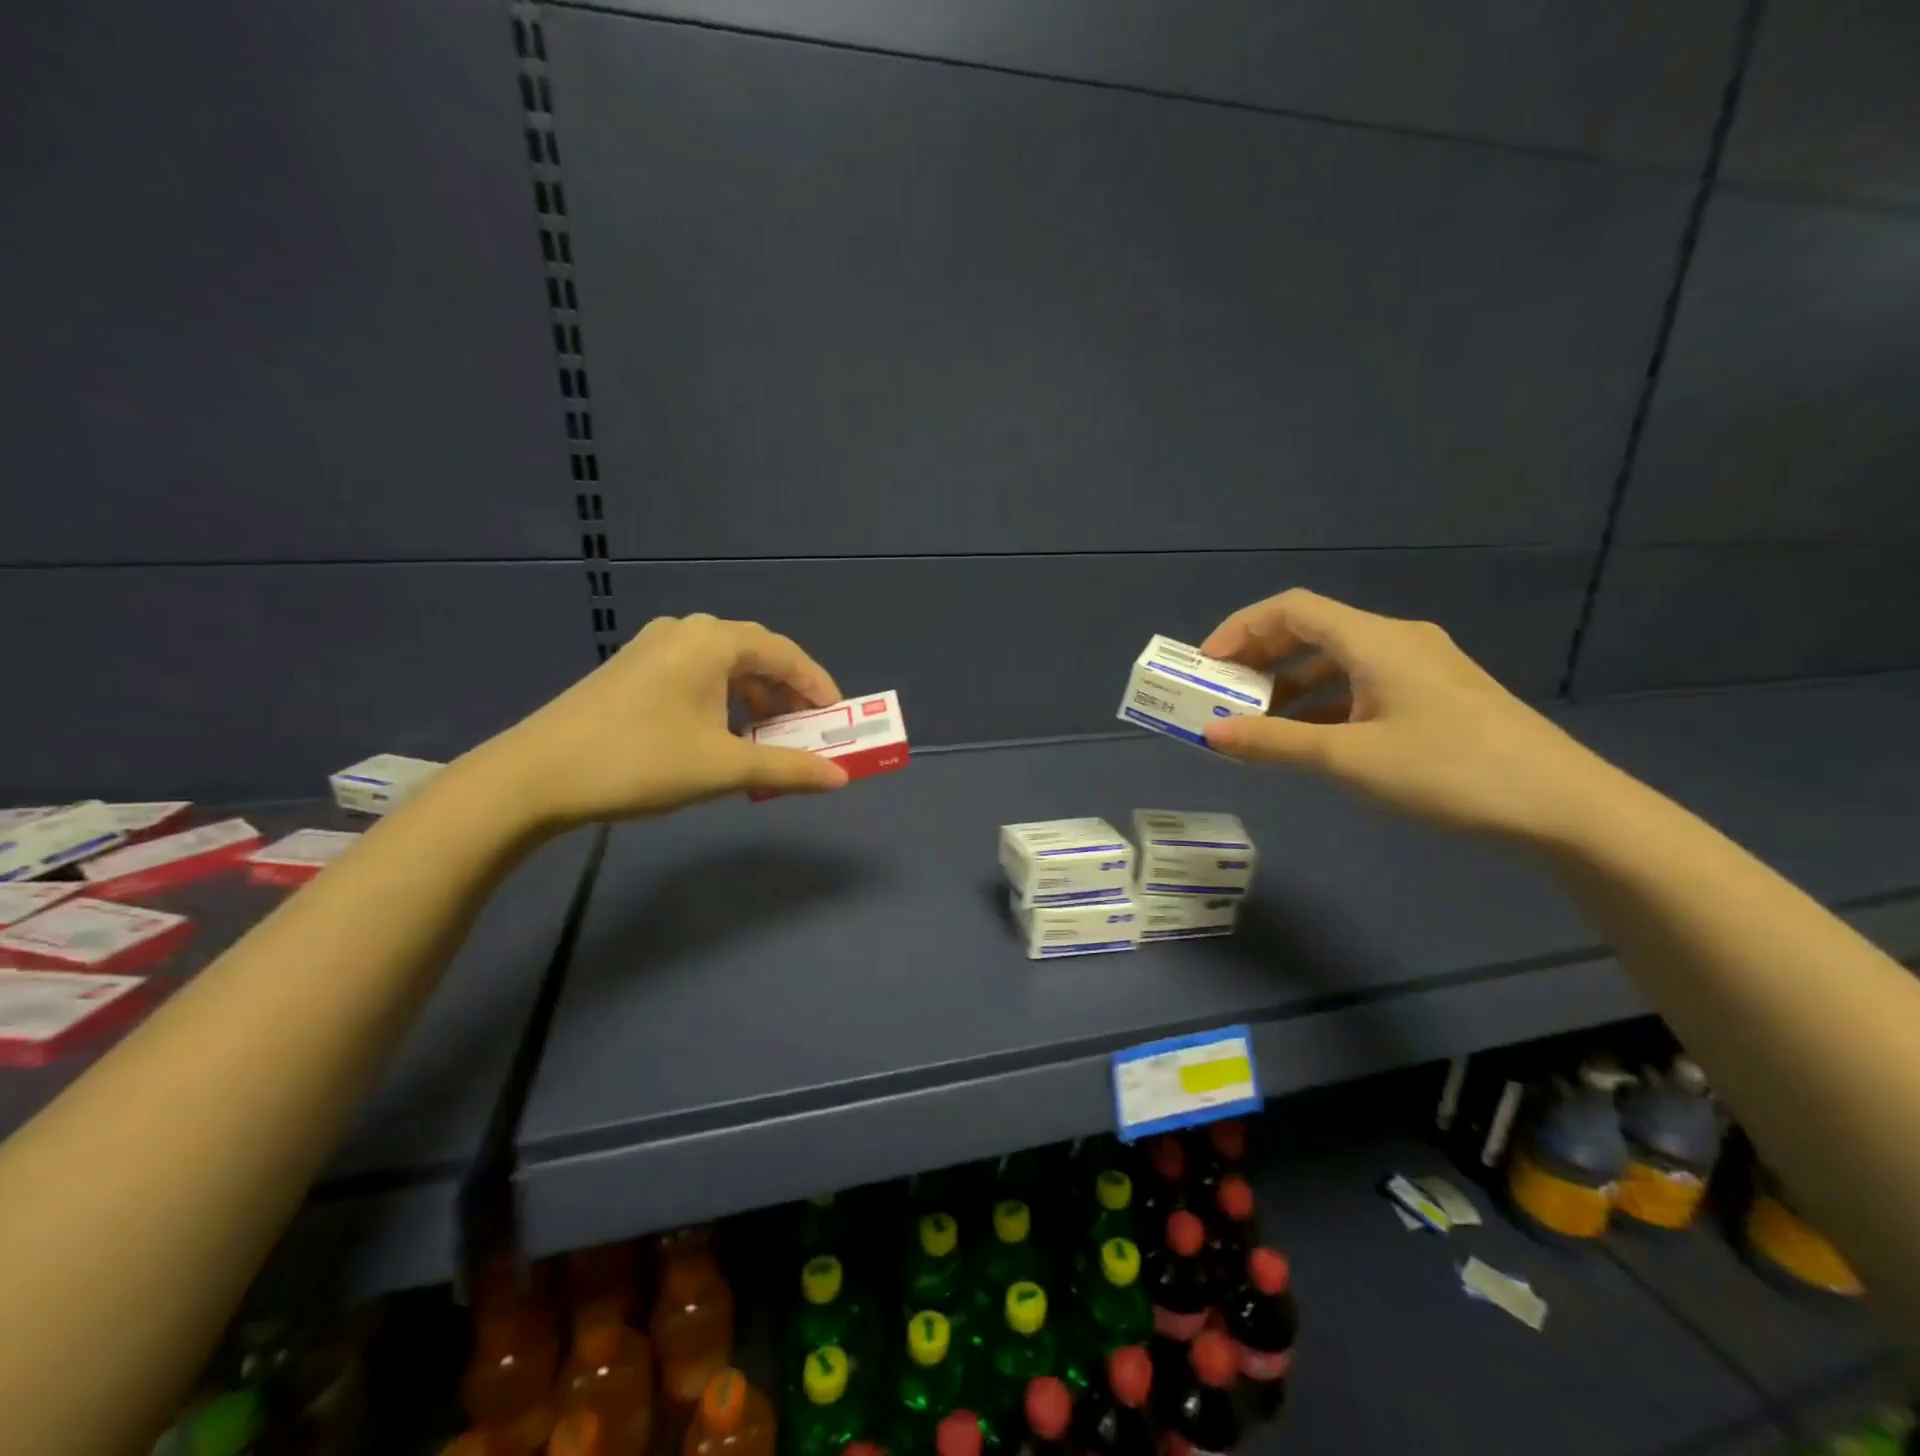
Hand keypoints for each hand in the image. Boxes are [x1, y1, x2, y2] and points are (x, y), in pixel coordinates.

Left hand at [472, 613, 848, 829]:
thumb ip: (788, 768)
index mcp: (713, 641)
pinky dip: (723, 701)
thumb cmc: (640, 761)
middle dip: (788, 694)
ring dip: (755, 699)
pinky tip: (720, 734)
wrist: (534, 776)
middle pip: (756, 655)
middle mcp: (687, 631)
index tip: (839, 719)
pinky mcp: (632, 669)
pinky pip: (697, 675)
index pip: (785, 654)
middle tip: (808, 730)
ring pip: (724, 667)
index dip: (818, 686)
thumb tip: (841, 778)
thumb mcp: (723, 767)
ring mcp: (654, 647)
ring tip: (767, 737)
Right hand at [1199, 589, 1622, 842]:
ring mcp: (1421, 668)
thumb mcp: (1349, 759)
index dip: (1241, 630)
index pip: (1292, 609)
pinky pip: (1361, 686)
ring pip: (1336, 662)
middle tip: (1223, 695)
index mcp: (1375, 640)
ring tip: (1257, 724)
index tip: (1207, 667)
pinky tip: (1310, 739)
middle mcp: (1396, 641)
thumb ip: (1274, 743)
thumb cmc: (1449, 771)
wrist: (1565, 808)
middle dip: (1259, 660)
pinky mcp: (1436, 696)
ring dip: (1290, 686)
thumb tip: (1210, 734)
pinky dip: (1323, 704)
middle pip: (1311, 631)